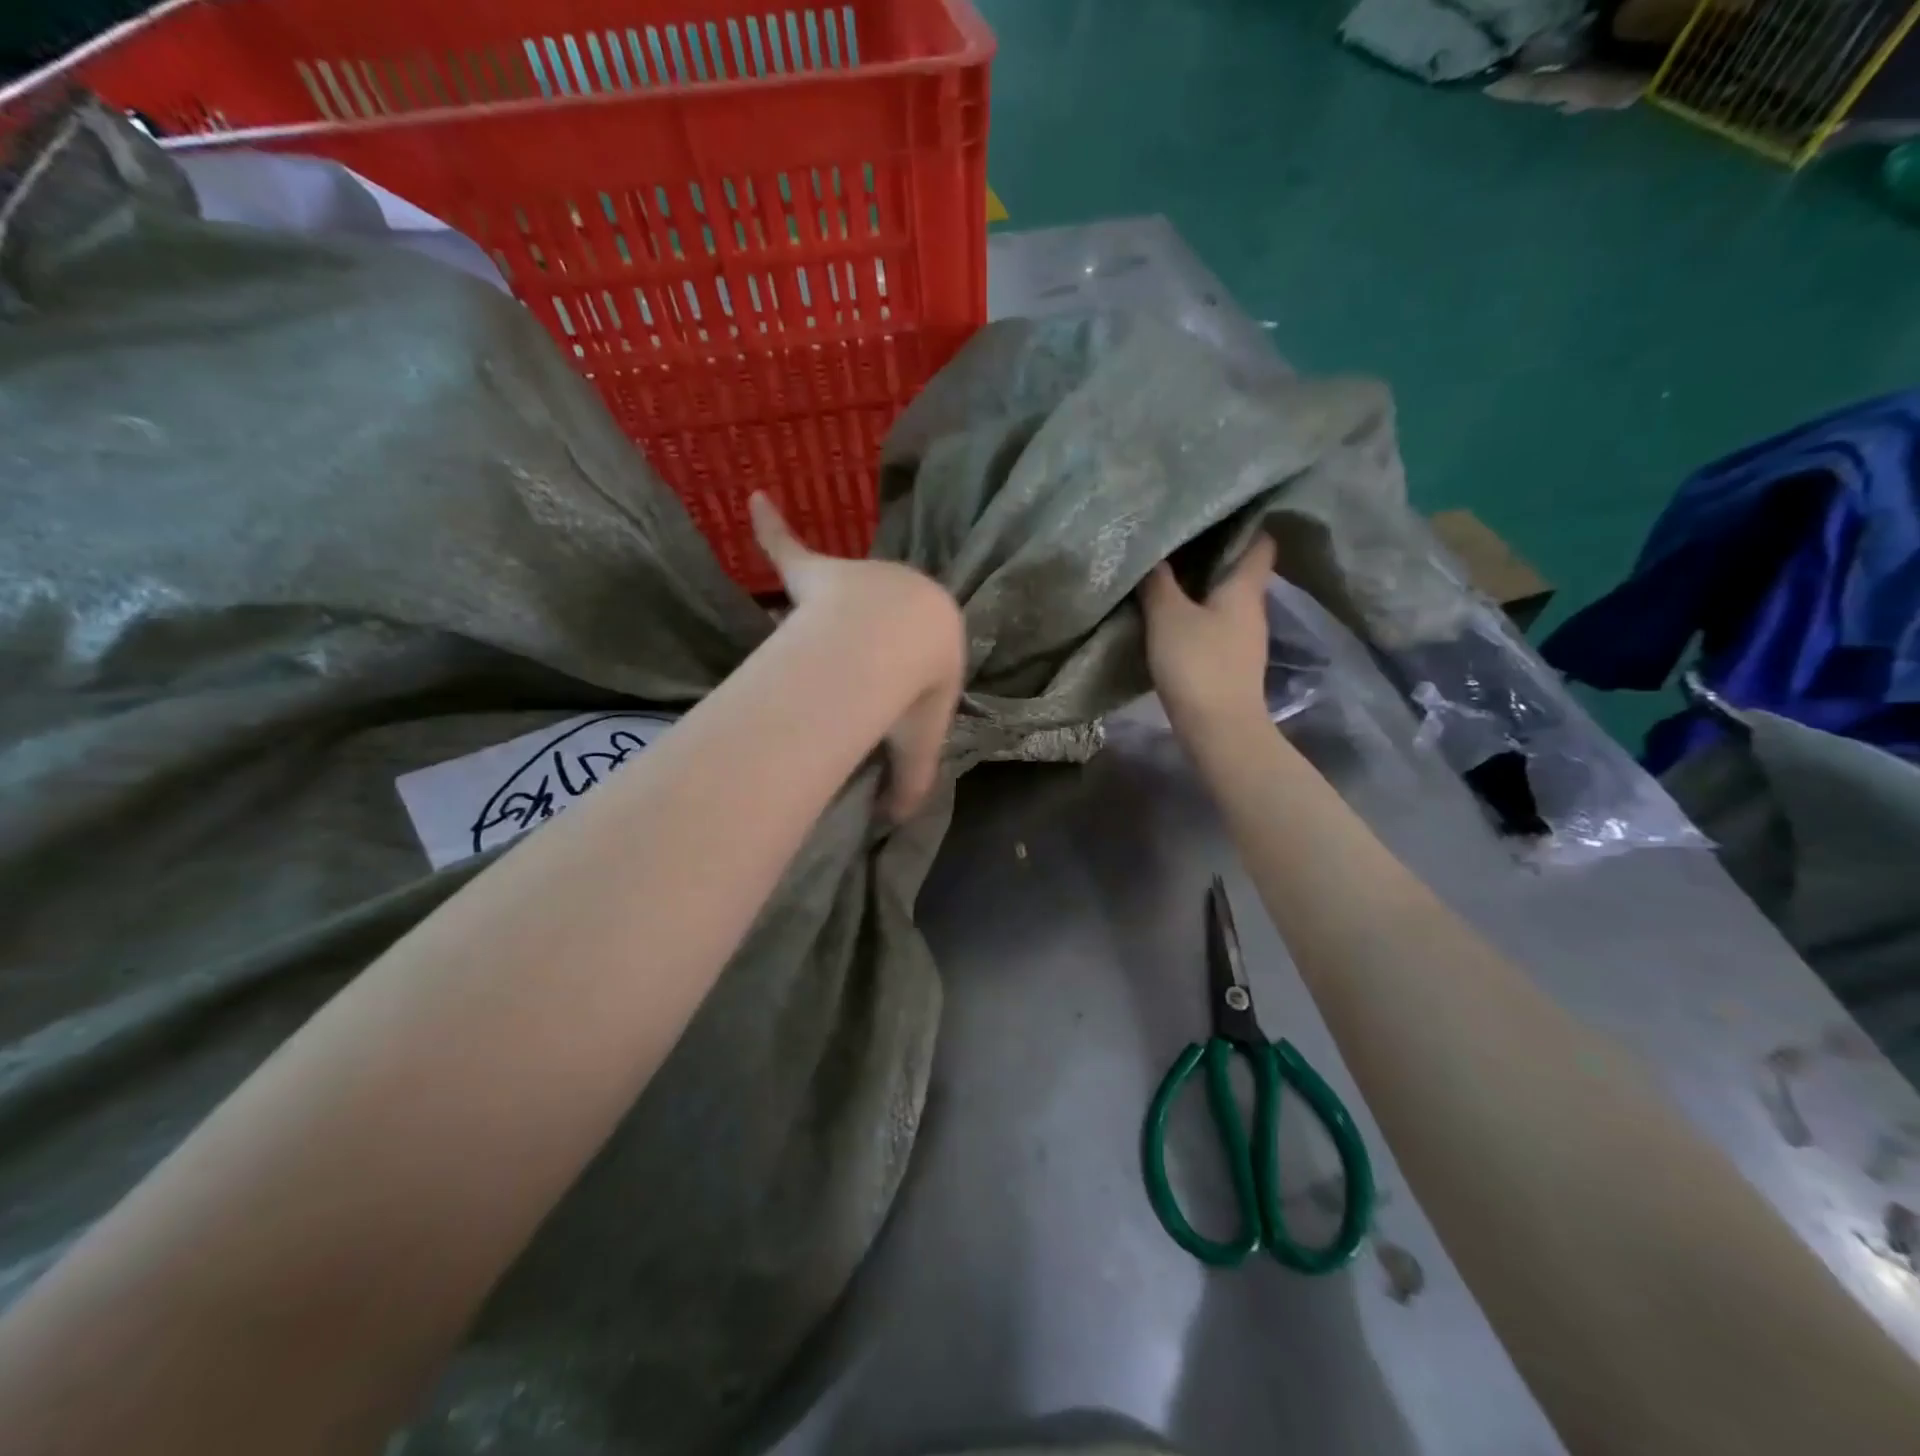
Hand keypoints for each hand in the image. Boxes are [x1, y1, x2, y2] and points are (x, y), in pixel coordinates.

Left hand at [751, 494, 963, 817]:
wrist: (898, 641)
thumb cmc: (915, 689)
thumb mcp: (919, 744)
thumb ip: (909, 782)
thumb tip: (896, 821)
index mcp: (934, 636)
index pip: (922, 653)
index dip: (908, 672)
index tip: (892, 690)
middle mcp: (901, 597)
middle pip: (882, 618)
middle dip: (869, 637)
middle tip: (851, 668)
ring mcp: (857, 581)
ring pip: (840, 593)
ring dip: (830, 603)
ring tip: (813, 619)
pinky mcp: (817, 572)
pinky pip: (790, 545)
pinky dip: (772, 525)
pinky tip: (754, 497)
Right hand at [1138, 534, 1275, 736]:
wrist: (1220, 729)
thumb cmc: (1198, 665)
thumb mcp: (1168, 617)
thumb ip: (1158, 583)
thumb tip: (1153, 554)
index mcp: (1245, 588)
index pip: (1261, 542)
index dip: (1245, 524)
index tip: (1215, 514)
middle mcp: (1254, 608)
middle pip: (1241, 570)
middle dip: (1214, 555)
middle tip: (1179, 542)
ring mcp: (1246, 638)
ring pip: (1228, 600)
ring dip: (1204, 588)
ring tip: (1170, 577)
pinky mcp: (1233, 663)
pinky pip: (1219, 625)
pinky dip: (1200, 616)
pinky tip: (1174, 619)